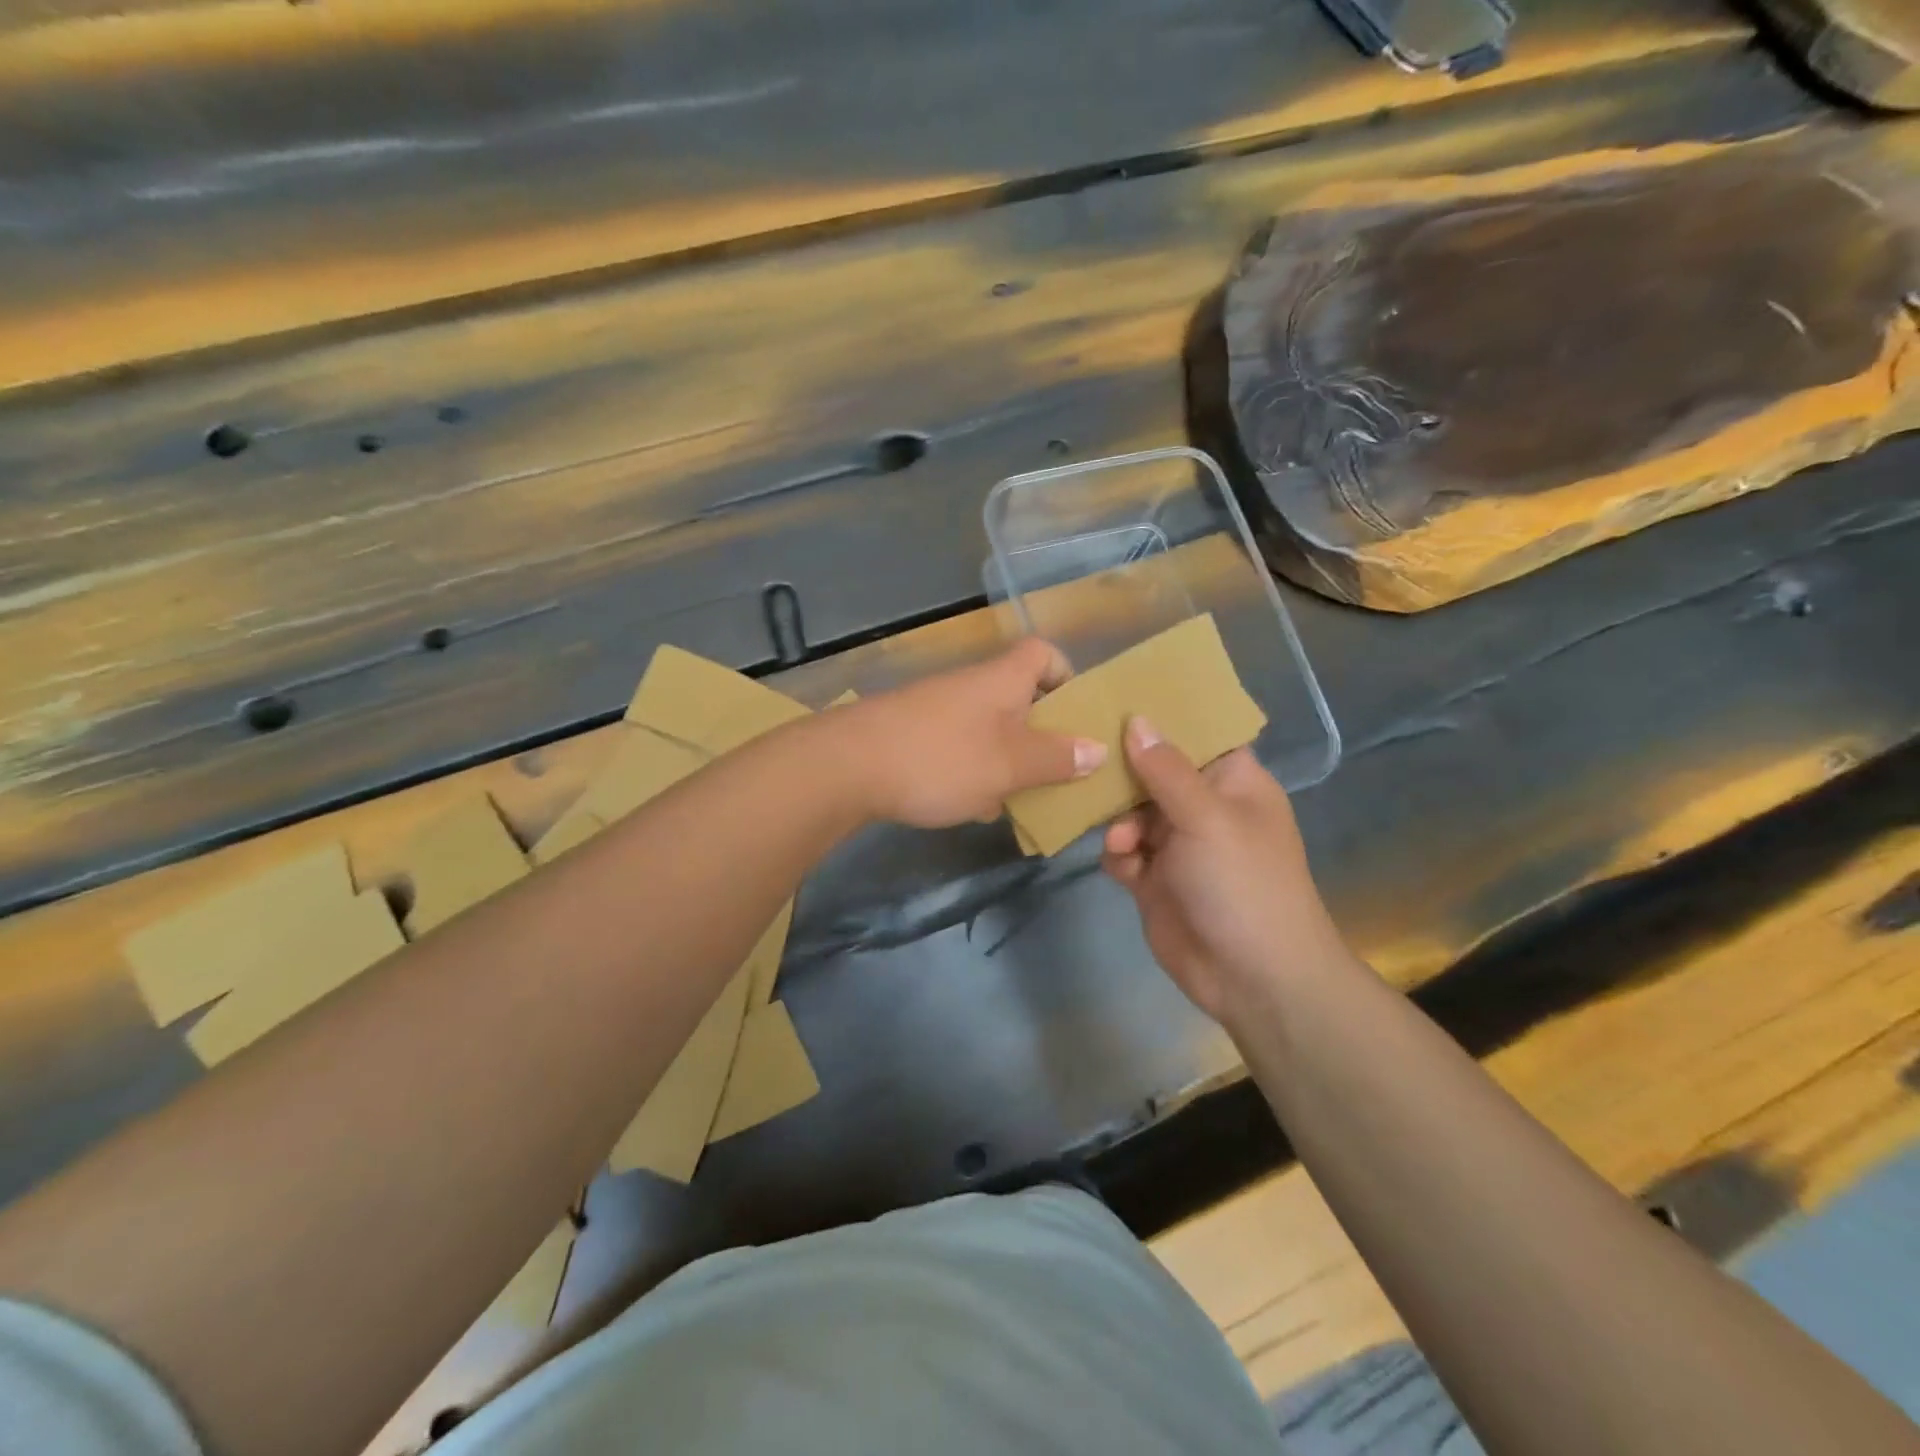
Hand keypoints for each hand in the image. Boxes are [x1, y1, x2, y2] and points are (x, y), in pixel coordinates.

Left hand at [840, 638, 1106, 827]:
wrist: (848, 766)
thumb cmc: (942, 758)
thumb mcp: (1010, 764)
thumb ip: (1056, 758)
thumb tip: (1098, 749)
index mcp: (1001, 680)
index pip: (1043, 654)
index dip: (1066, 677)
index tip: (1077, 715)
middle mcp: (971, 686)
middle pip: (1019, 697)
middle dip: (1042, 734)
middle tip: (1060, 770)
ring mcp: (938, 710)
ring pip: (989, 729)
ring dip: (1008, 759)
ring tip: (1024, 798)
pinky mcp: (913, 736)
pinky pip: (959, 749)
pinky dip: (973, 772)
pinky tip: (973, 806)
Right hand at [1102, 718, 1348, 1023]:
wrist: (1252, 977)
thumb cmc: (1243, 883)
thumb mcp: (1207, 817)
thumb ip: (1166, 769)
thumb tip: (1136, 719)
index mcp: (1232, 782)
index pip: (1196, 733)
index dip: (1161, 716)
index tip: (1116, 697)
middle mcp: (1203, 806)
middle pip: (1153, 771)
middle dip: (1125, 773)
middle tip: (1091, 763)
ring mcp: (1177, 844)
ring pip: (1130, 811)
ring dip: (1119, 821)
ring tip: (1124, 841)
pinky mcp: (1154, 879)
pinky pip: (1123, 851)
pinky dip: (1117, 854)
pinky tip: (1123, 866)